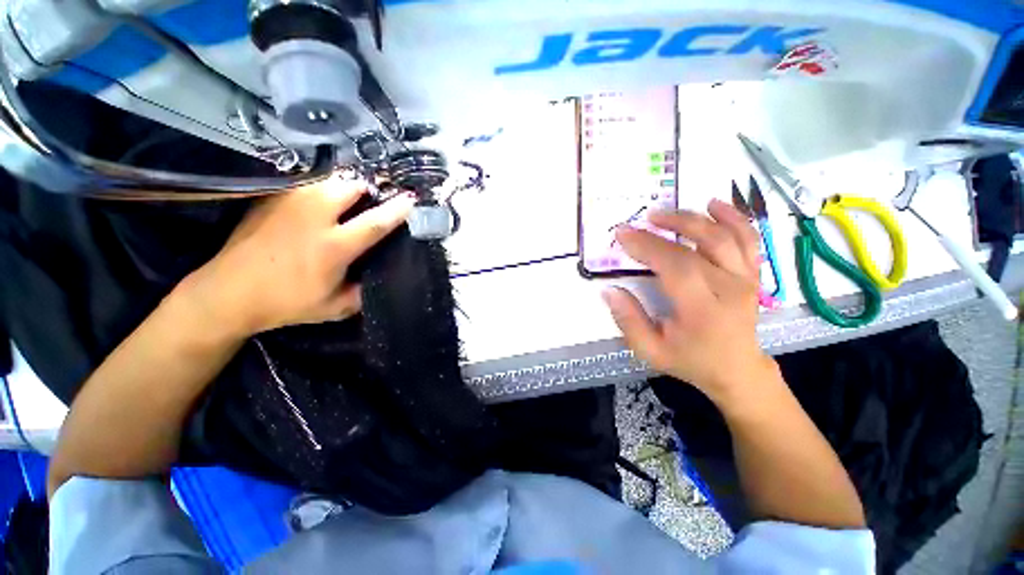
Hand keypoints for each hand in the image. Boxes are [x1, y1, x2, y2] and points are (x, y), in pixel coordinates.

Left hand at [180, 177, 414, 338]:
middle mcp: (313, 217)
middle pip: (350, 186)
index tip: (412, 199)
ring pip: (328, 180)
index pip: (374, 222)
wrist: (227, 293)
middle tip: (373, 201)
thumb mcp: (334, 308)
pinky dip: (322, 190)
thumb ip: (363, 291)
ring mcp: (289, 204)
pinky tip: (319, 206)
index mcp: (333, 247)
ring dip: (345, 187)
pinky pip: (307, 185)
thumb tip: (380, 275)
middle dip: (368, 188)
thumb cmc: (286, 303)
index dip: (397, 210)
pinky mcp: (271, 199)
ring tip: (348, 202)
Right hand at [603, 199, 777, 405]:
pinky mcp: (752, 273)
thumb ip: (628, 321)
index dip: (647, 246)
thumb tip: (609, 291)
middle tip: (636, 223)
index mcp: (703, 310)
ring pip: (723, 236)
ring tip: (663, 213)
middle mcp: (730, 289)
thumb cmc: (690, 360)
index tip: (622, 234)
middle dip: (661, 230)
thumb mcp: (650, 351)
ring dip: (691, 219)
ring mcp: (745, 278)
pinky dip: (733, 217)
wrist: (737, 369)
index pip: (675, 267)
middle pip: (696, 247)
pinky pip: (748, 238)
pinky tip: (714, 205)